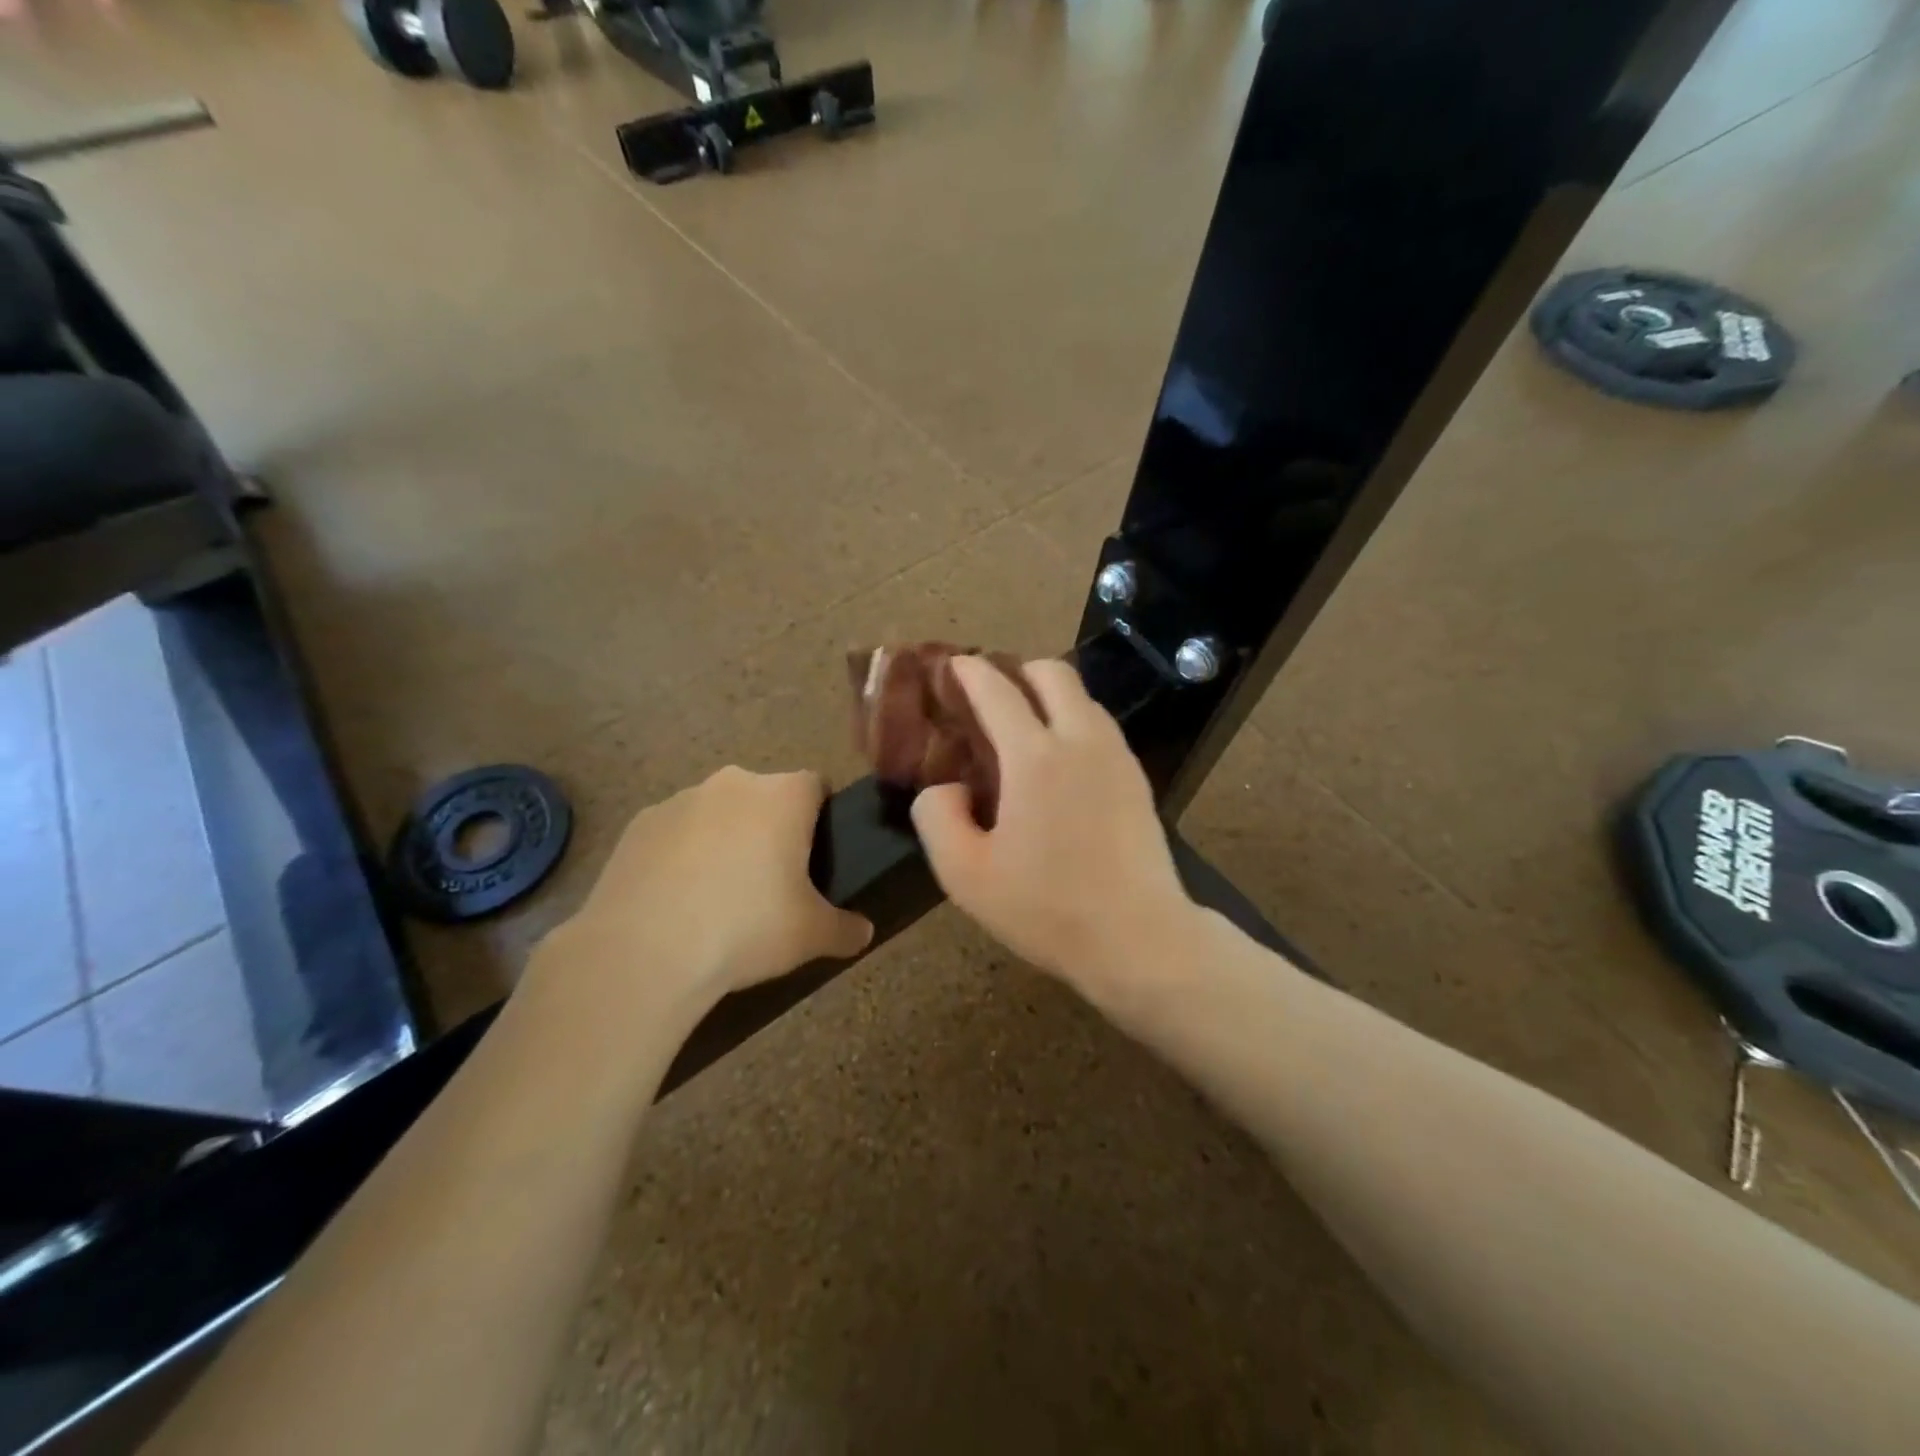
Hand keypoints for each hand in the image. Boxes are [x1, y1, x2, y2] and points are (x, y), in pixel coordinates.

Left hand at [556, 768, 872, 1011]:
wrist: (644, 951)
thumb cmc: (746, 928)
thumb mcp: (812, 936)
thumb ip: (845, 929)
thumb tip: (863, 931)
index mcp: (783, 797)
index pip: (816, 785)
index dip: (820, 816)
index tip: (816, 855)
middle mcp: (734, 783)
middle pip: (765, 796)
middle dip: (770, 828)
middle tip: (771, 881)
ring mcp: (681, 799)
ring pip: (717, 812)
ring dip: (724, 838)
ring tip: (718, 895)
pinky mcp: (639, 823)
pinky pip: (675, 832)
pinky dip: (681, 854)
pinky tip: (676, 899)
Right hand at [911, 658, 1198, 991]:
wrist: (1139, 938)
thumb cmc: (1046, 909)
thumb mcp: (965, 875)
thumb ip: (938, 817)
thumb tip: (947, 786)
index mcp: (1035, 757)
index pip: (996, 691)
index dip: (970, 672)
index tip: (954, 664)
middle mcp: (1080, 740)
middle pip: (1051, 673)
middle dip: (1016, 670)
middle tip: (990, 695)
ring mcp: (1116, 756)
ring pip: (1082, 697)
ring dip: (1049, 694)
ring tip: (1024, 726)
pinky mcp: (1138, 778)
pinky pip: (1100, 726)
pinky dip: (1073, 721)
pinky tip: (1060, 760)